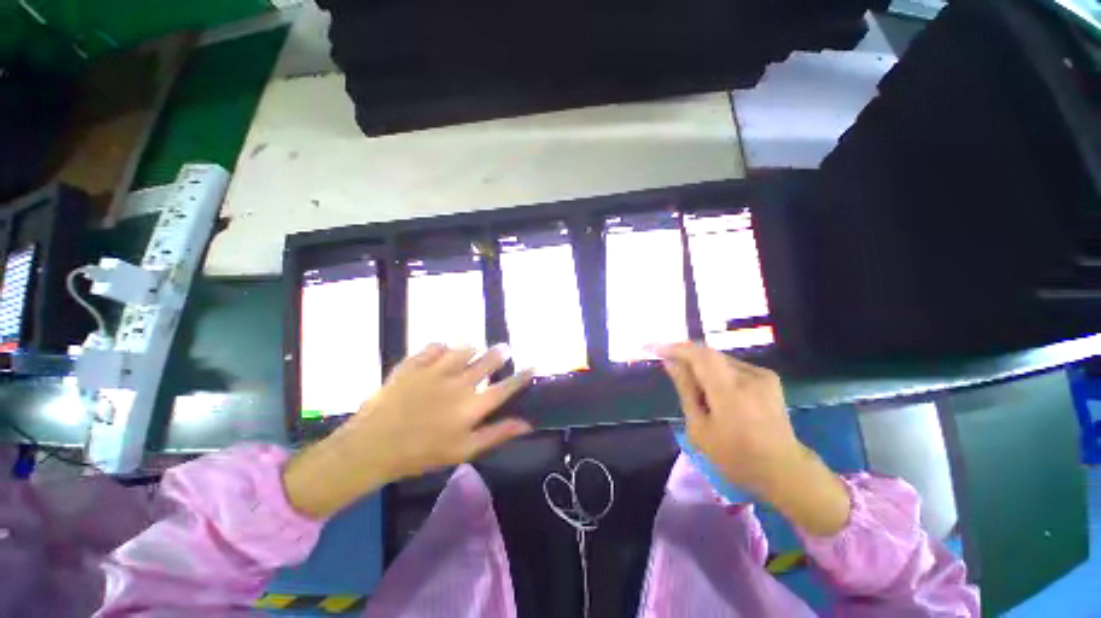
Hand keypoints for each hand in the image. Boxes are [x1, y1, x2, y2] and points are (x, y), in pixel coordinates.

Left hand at [283, 344, 533, 518]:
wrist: (372, 447)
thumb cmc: (421, 454)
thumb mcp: (463, 450)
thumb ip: (497, 434)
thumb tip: (527, 423)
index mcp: (472, 406)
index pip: (506, 387)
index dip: (522, 376)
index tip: (533, 366)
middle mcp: (459, 382)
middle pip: (488, 361)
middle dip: (500, 353)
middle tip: (504, 349)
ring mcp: (436, 370)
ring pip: (464, 348)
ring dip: (472, 348)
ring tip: (474, 350)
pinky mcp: (414, 363)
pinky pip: (435, 345)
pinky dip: (442, 346)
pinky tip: (442, 351)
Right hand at [655, 342, 850, 535]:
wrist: (784, 469)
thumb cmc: (735, 456)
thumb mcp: (700, 428)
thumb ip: (685, 390)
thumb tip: (670, 362)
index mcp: (730, 392)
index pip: (699, 355)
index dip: (675, 348)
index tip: (655, 349)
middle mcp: (748, 376)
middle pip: (708, 354)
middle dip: (686, 356)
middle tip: (670, 366)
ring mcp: (762, 375)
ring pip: (720, 359)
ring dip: (702, 365)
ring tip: (694, 385)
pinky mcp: (769, 377)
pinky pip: (733, 365)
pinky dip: (717, 371)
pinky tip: (715, 389)